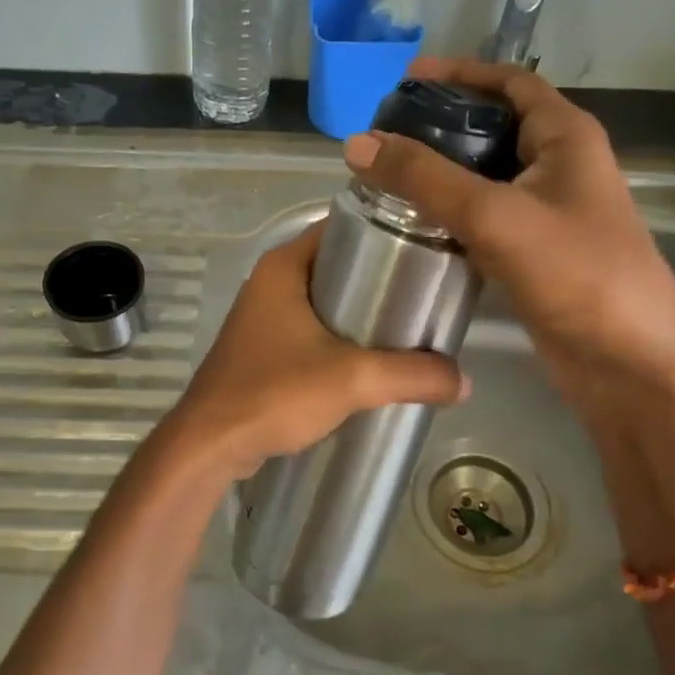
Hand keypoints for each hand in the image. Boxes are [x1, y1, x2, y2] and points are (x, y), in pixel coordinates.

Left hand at [163, 222, 468, 480]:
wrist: (209, 446)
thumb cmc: (274, 393)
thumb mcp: (352, 380)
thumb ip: (412, 375)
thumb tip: (465, 381)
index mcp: (284, 266)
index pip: (344, 229)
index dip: (387, 233)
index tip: (430, 251)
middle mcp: (270, 282)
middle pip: (339, 266)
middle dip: (383, 280)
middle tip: (428, 297)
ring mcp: (262, 317)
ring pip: (325, 302)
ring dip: (363, 314)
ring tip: (411, 330)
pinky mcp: (262, 349)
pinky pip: (311, 331)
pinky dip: (341, 340)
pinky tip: (372, 362)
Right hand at [343, 55, 674, 397]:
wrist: (630, 365)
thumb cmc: (577, 275)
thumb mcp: (495, 215)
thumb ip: (425, 178)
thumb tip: (357, 143)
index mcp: (567, 137)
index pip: (511, 83)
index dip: (461, 73)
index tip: (406, 79)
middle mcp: (561, 166)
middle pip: (494, 128)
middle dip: (442, 125)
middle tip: (385, 134)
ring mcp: (549, 213)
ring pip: (486, 177)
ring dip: (442, 173)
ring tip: (387, 175)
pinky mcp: (536, 253)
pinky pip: (486, 218)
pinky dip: (451, 214)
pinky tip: (413, 223)